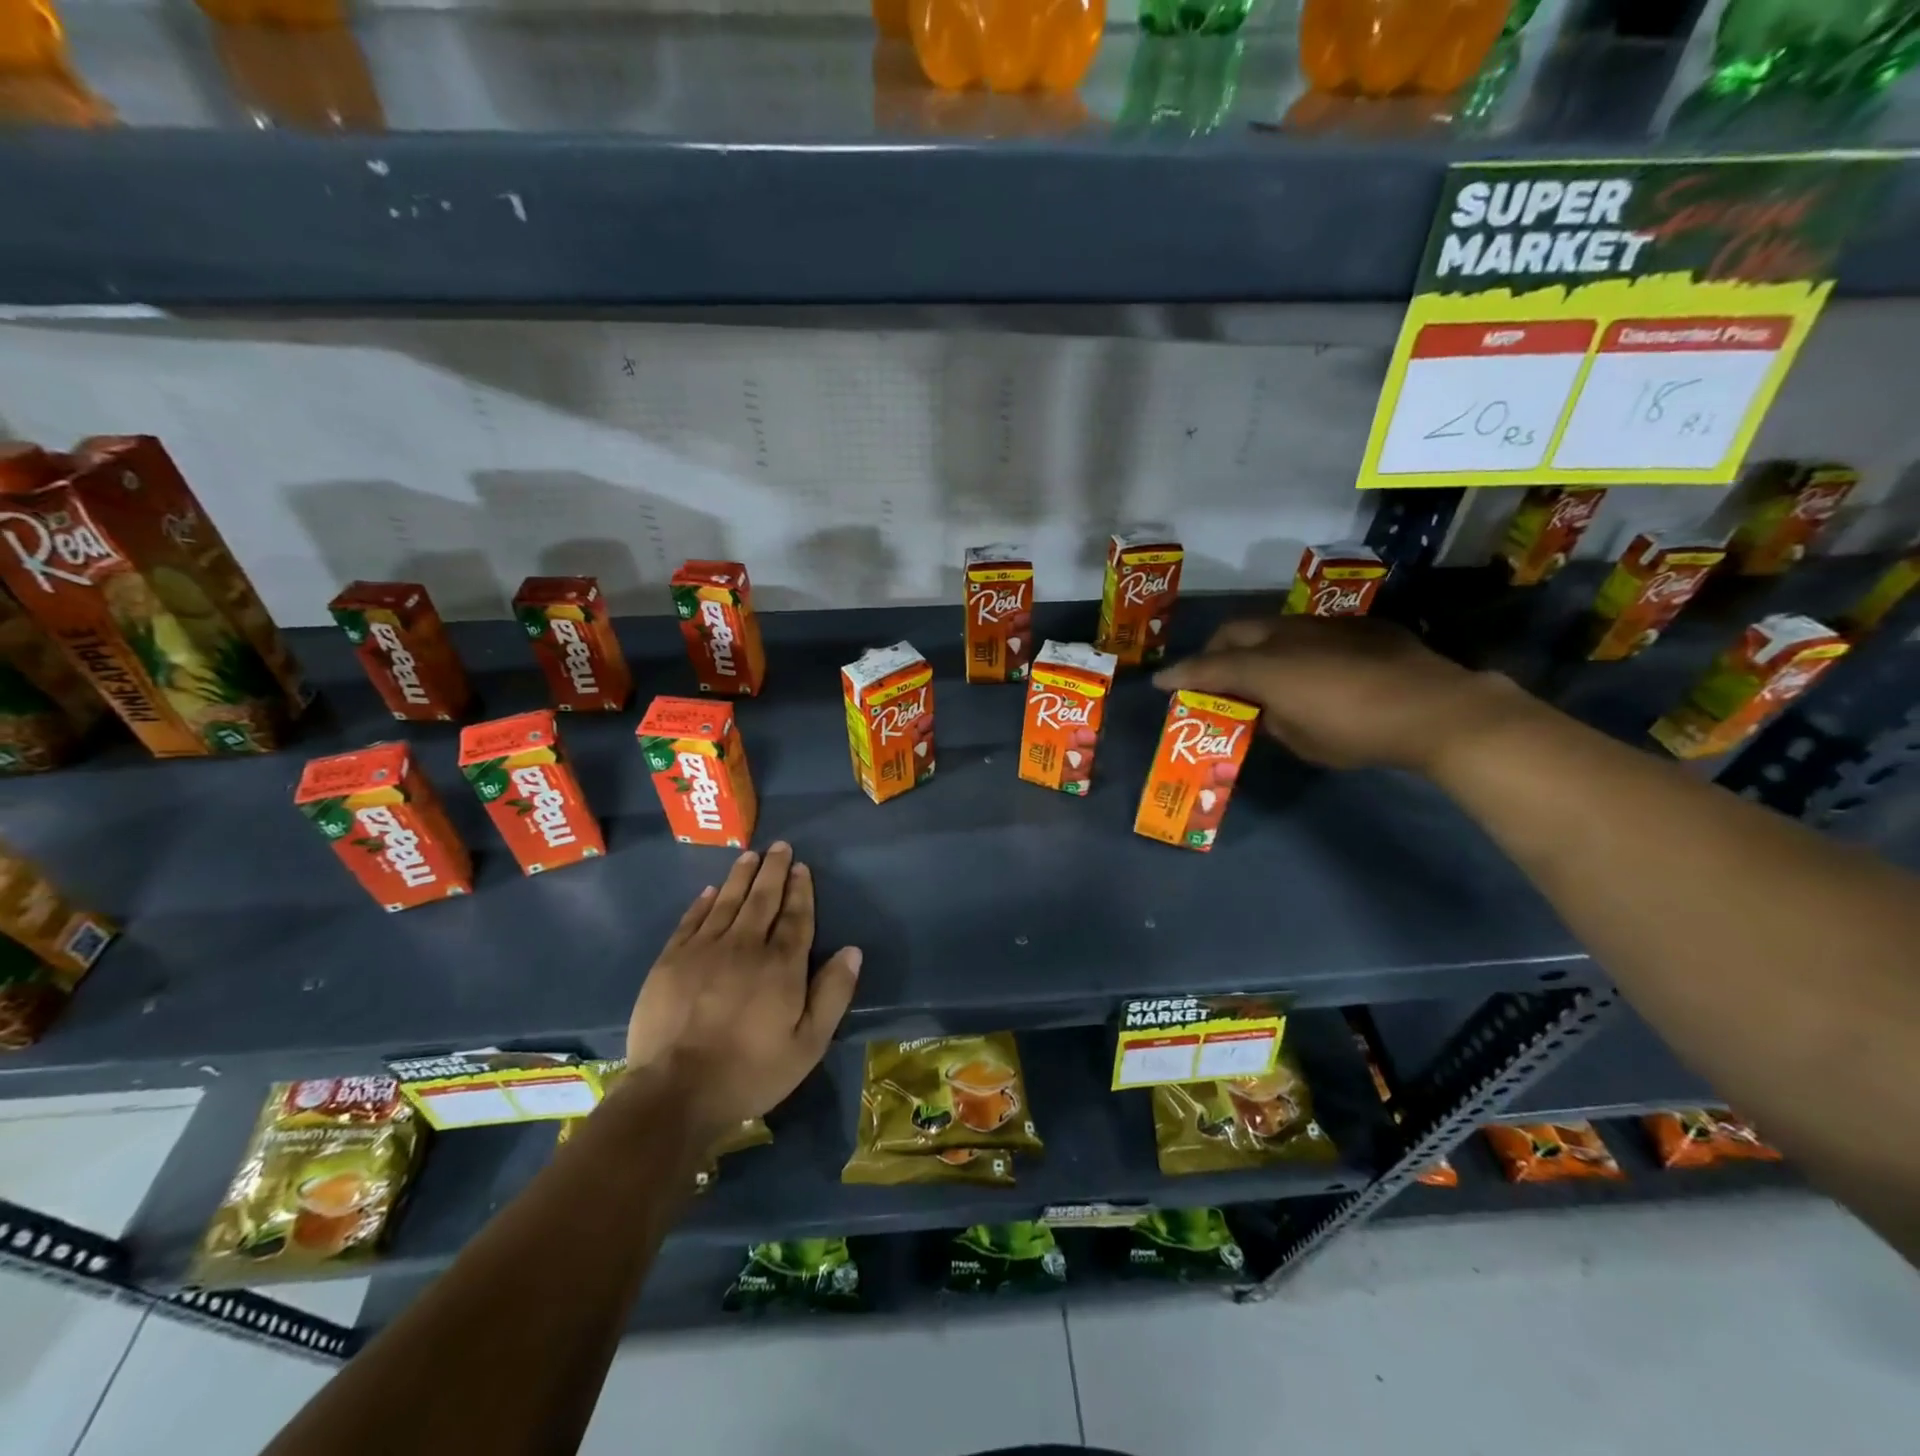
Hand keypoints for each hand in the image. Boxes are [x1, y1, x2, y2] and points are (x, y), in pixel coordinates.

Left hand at [624, 843, 860, 1135]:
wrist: (676, 1092)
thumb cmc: (751, 1072)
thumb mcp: (808, 1045)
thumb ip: (832, 994)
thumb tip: (852, 951)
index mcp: (781, 965)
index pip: (796, 917)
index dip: (801, 890)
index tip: (802, 868)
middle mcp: (745, 946)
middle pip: (763, 899)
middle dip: (774, 871)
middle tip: (780, 847)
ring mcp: (704, 950)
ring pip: (727, 901)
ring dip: (741, 876)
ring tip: (750, 855)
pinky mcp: (671, 960)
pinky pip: (691, 920)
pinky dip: (704, 902)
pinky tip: (711, 890)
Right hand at [1153, 615, 1531, 773]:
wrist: (1435, 708)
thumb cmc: (1357, 732)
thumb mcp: (1302, 740)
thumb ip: (1271, 720)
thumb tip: (1264, 709)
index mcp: (1265, 667)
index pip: (1208, 668)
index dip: (1180, 676)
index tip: (1160, 683)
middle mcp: (1286, 636)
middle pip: (1234, 633)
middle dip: (1214, 651)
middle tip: (1210, 673)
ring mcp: (1323, 625)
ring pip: (1271, 625)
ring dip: (1254, 644)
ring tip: (1257, 668)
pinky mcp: (1356, 627)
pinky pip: (1309, 631)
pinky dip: (1293, 646)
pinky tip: (1311, 667)